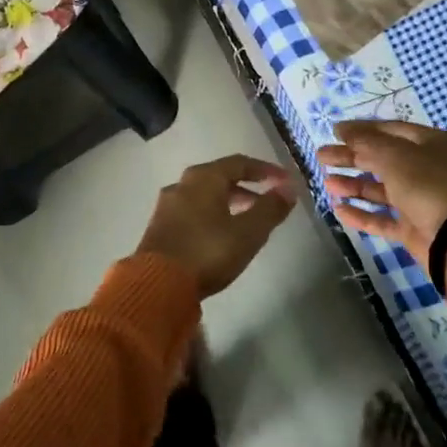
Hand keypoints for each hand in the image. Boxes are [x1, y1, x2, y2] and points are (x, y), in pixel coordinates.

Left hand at [136, 154, 294, 298]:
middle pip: (219, 176)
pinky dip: (212, 214)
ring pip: (204, 195)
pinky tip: (221, 234)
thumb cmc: (208, 251)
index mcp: (204, 178)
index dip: (266, 170)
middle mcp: (182, 184)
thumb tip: (289, 189)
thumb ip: (270, 208)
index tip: (285, 181)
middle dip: (246, 186)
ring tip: (248, 219)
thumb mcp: (248, 232)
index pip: (240, 163)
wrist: (158, 284)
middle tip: (267, 200)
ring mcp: (167, 205)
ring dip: (229, 201)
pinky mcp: (160, 227)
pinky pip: (192, 210)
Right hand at [317, 121, 446, 267]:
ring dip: (353, 185)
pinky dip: (361, 214)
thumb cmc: (427, 185)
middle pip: (381, 159)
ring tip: (328, 183)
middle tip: (322, 156)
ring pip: (380, 189)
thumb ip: (366, 142)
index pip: (389, 130)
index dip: (361, 130)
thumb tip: (343, 129)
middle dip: (351, 158)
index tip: (334, 131)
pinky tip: (339, 210)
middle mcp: (425, 169)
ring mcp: (419, 200)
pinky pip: (382, 218)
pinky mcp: (412, 227)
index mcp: (429, 144)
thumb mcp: (394, 156)